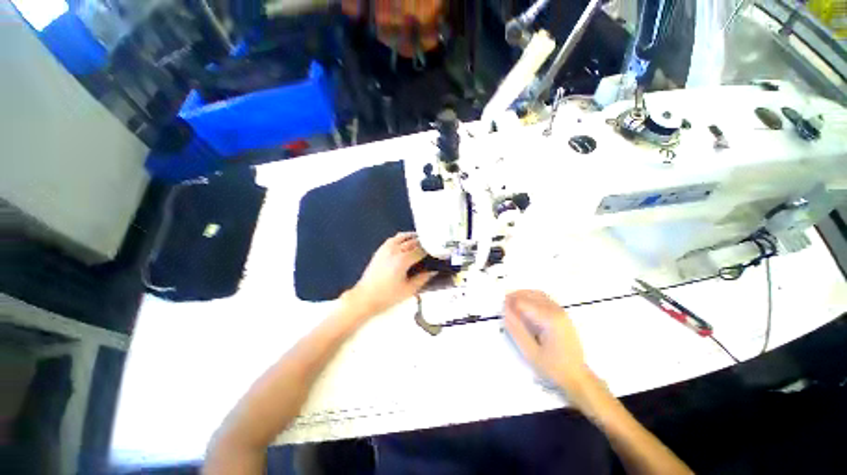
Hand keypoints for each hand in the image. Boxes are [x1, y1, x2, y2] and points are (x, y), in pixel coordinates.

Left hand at [344, 232, 436, 316]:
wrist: (365, 297)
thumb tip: (433, 271)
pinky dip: (402, 237)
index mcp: (403, 260)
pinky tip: (405, 241)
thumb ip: (423, 279)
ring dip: (413, 237)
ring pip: (402, 237)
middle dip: (423, 242)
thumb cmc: (388, 296)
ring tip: (421, 240)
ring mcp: (386, 249)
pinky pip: (393, 239)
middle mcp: (395, 251)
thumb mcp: (409, 290)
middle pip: (412, 242)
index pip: (421, 250)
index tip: (437, 252)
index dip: (430, 250)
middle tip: (432, 246)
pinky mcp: (380, 250)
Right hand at [504, 290, 592, 399]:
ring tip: (512, 303)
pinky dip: (532, 298)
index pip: (524, 303)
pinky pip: (544, 299)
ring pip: (538, 294)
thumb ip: (517, 330)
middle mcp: (557, 311)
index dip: (510, 303)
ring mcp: (561, 312)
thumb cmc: (553, 367)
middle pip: (532, 294)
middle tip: (504, 304)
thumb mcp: (530, 352)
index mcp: (550, 319)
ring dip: (523, 295)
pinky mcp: (562, 315)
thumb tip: (505, 312)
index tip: (501, 309)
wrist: (577, 376)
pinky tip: (525, 307)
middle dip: (515, 296)